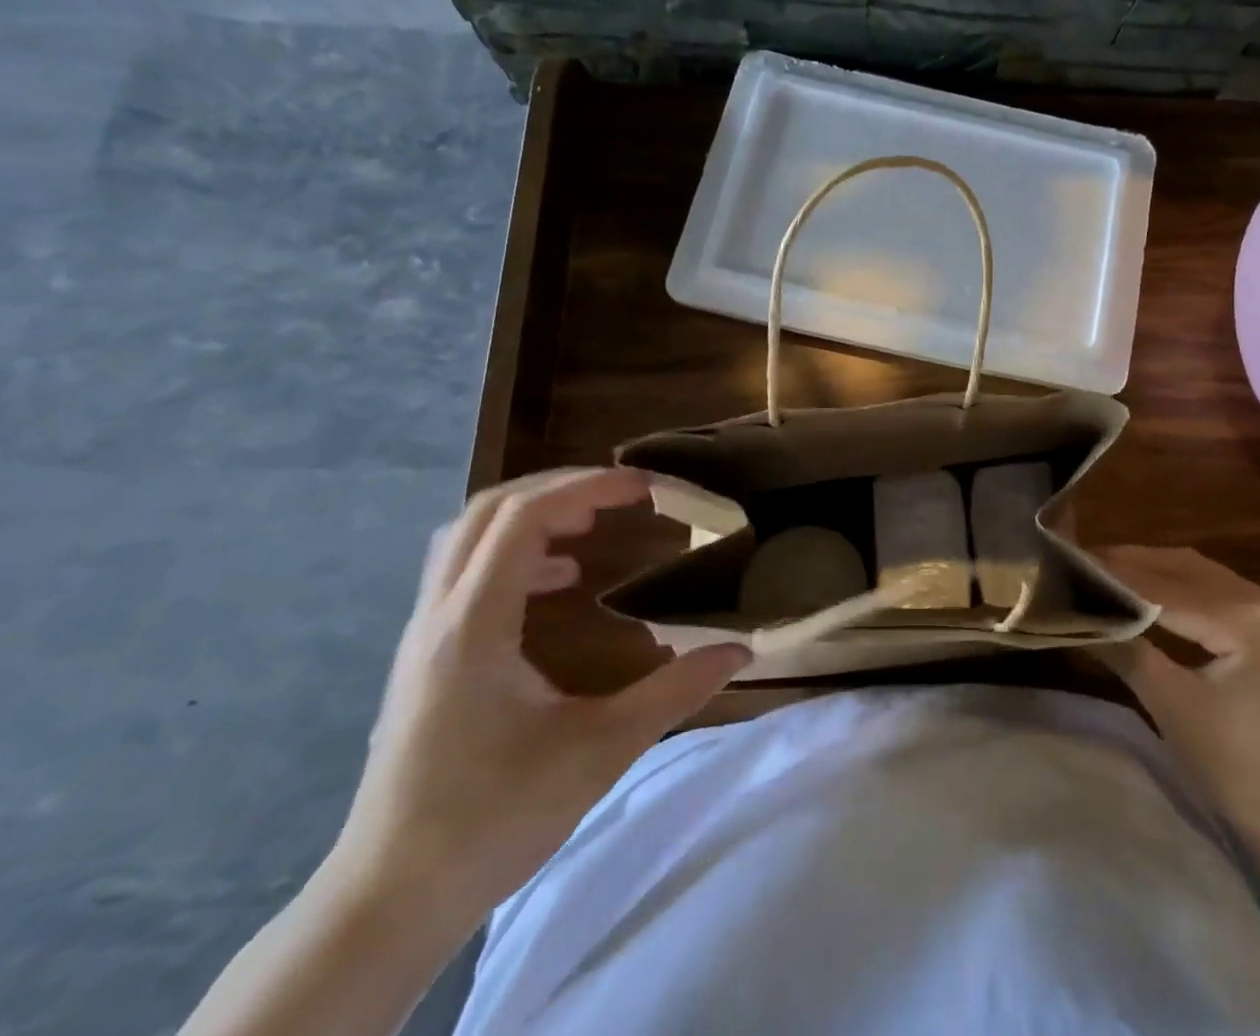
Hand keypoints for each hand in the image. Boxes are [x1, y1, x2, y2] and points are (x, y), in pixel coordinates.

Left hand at [328, 468, 748, 925]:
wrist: (388, 903)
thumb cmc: (493, 819)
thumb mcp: (600, 750)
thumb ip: (675, 691)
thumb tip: (740, 650)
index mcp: (474, 627)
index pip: (523, 518)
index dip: (587, 487)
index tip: (644, 488)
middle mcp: (439, 617)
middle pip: (489, 510)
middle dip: (560, 488)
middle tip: (622, 496)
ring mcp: (424, 637)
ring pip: (469, 537)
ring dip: (533, 515)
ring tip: (592, 525)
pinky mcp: (426, 659)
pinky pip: (467, 572)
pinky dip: (517, 553)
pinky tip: (561, 584)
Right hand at [1092, 545, 1259, 874]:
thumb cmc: (1240, 773)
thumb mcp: (1172, 707)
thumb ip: (1124, 648)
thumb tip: (1075, 612)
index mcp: (1249, 616)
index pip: (1164, 586)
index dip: (1112, 575)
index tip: (1065, 561)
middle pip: (1182, 569)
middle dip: (1128, 564)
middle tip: (1076, 563)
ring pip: (1198, 575)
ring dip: (1151, 572)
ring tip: (1100, 572)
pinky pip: (1214, 592)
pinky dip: (1176, 589)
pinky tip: (1143, 594)